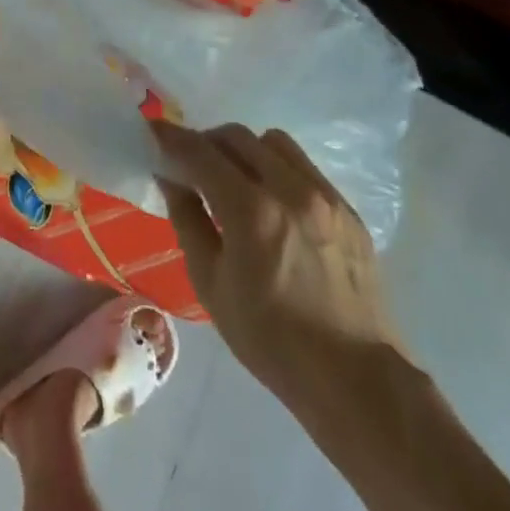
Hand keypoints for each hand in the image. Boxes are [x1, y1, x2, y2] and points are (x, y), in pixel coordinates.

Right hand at [152, 120, 403, 409]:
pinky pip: (305, 168)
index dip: (172, 138)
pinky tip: (274, 203)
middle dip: (208, 142)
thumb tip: (172, 179)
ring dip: (246, 150)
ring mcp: (325, 197)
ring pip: (274, 143)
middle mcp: (290, 190)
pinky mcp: (348, 210)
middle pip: (238, 137)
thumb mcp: (211, 284)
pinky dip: (279, 170)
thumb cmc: (270, 339)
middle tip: (193, 164)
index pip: (201, 153)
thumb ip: (188, 220)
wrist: (355, 379)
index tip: (154, 132)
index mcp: (252, 211)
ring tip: (237, 179)